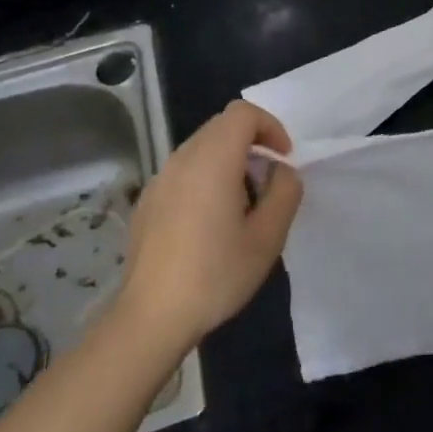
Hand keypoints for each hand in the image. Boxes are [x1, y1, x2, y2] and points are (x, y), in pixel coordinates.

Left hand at [113, 101, 303, 353]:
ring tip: (242, 203)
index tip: (283, 159)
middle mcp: (182, 159)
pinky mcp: (147, 201)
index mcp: (212, 160)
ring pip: (201, 147)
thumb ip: (284, 192)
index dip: (270, 127)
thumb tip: (280, 172)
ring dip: (229, 160)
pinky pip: (184, 171)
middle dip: (252, 142)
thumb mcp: (268, 237)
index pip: (243, 114)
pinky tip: (210, 222)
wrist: (152, 317)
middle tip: (268, 181)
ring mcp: (159, 179)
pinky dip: (206, 177)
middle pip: (221, 126)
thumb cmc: (216, 274)